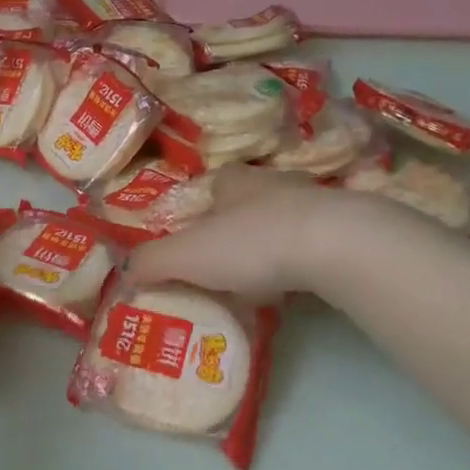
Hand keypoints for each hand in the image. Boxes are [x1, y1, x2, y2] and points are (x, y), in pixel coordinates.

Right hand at [125, 165, 386, 298]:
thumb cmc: (250, 242)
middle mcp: (274, 184)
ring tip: (259, 281)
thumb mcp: (185, 256)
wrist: (336, 247)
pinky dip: (302, 262)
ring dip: (271, 245)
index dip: (202, 208)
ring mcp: (315, 204)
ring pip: (284, 222)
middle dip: (236, 227)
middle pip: (249, 202)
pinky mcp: (346, 230)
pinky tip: (296, 287)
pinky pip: (315, 244)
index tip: (196, 236)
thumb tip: (122, 273)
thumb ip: (150, 263)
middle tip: (224, 264)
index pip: (214, 184)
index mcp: (233, 182)